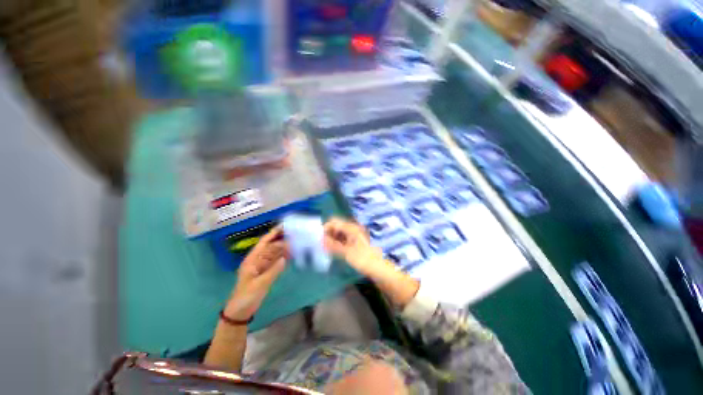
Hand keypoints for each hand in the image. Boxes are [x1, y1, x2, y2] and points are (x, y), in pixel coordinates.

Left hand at [225, 227, 287, 320]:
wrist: (240, 312)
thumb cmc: (246, 297)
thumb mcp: (260, 284)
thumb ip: (273, 271)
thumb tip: (285, 258)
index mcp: (252, 260)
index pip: (264, 242)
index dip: (273, 233)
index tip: (285, 226)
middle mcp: (258, 260)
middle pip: (271, 246)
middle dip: (282, 239)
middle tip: (296, 234)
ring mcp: (262, 266)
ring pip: (275, 253)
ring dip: (284, 247)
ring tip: (297, 241)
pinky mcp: (266, 272)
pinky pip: (276, 262)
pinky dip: (284, 257)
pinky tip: (292, 254)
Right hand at [323, 218, 388, 277]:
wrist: (377, 268)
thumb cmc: (363, 259)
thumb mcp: (346, 253)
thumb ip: (333, 245)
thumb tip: (321, 239)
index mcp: (351, 228)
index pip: (334, 222)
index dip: (326, 228)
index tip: (319, 238)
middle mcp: (352, 229)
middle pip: (336, 227)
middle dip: (328, 234)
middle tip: (321, 245)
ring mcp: (354, 235)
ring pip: (339, 233)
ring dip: (331, 239)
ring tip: (325, 248)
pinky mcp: (354, 242)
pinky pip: (342, 239)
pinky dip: (336, 243)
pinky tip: (332, 250)